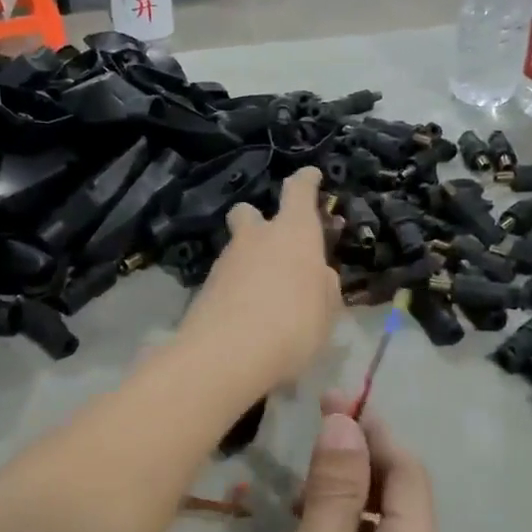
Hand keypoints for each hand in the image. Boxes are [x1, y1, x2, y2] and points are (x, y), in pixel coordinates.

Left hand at [179, 168, 339, 389]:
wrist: (227, 356)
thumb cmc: (294, 325)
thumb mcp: (327, 310)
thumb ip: (323, 286)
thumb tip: (315, 275)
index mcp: (294, 233)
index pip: (298, 192)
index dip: (306, 181)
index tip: (310, 175)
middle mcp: (256, 238)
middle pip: (249, 212)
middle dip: (257, 219)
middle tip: (272, 243)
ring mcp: (225, 262)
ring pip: (237, 249)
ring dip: (249, 262)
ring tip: (266, 297)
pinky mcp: (204, 289)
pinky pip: (226, 280)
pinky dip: (237, 290)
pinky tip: (248, 318)